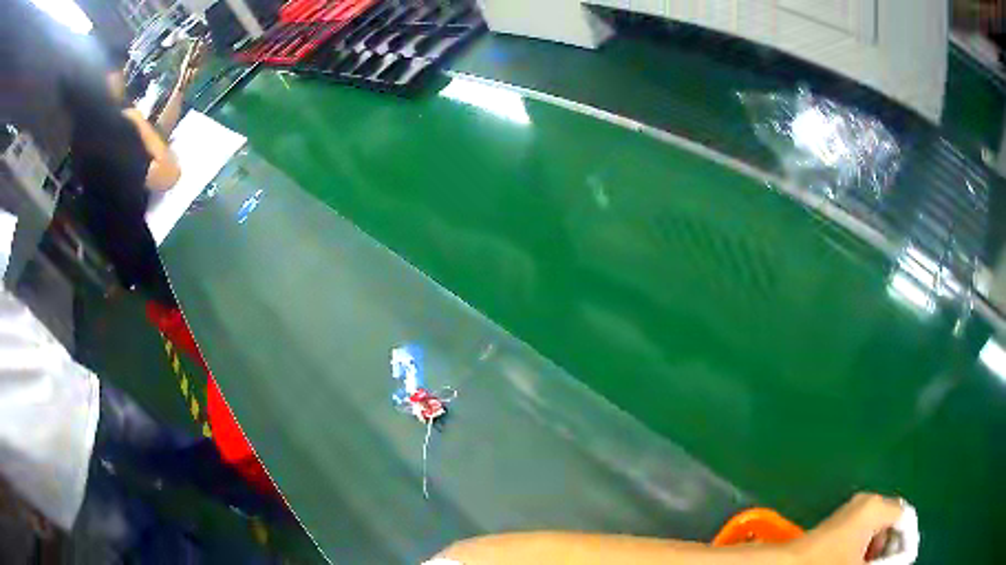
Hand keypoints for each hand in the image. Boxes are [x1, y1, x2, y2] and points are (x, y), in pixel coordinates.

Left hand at [789, 493, 903, 564]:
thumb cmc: (828, 564)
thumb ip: (887, 562)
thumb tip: (905, 559)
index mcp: (876, 507)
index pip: (907, 517)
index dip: (909, 541)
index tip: (906, 560)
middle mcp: (868, 502)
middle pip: (894, 520)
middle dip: (895, 544)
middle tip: (890, 563)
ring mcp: (853, 510)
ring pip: (880, 527)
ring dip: (881, 548)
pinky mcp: (840, 522)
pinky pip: (865, 532)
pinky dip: (868, 547)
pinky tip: (860, 562)